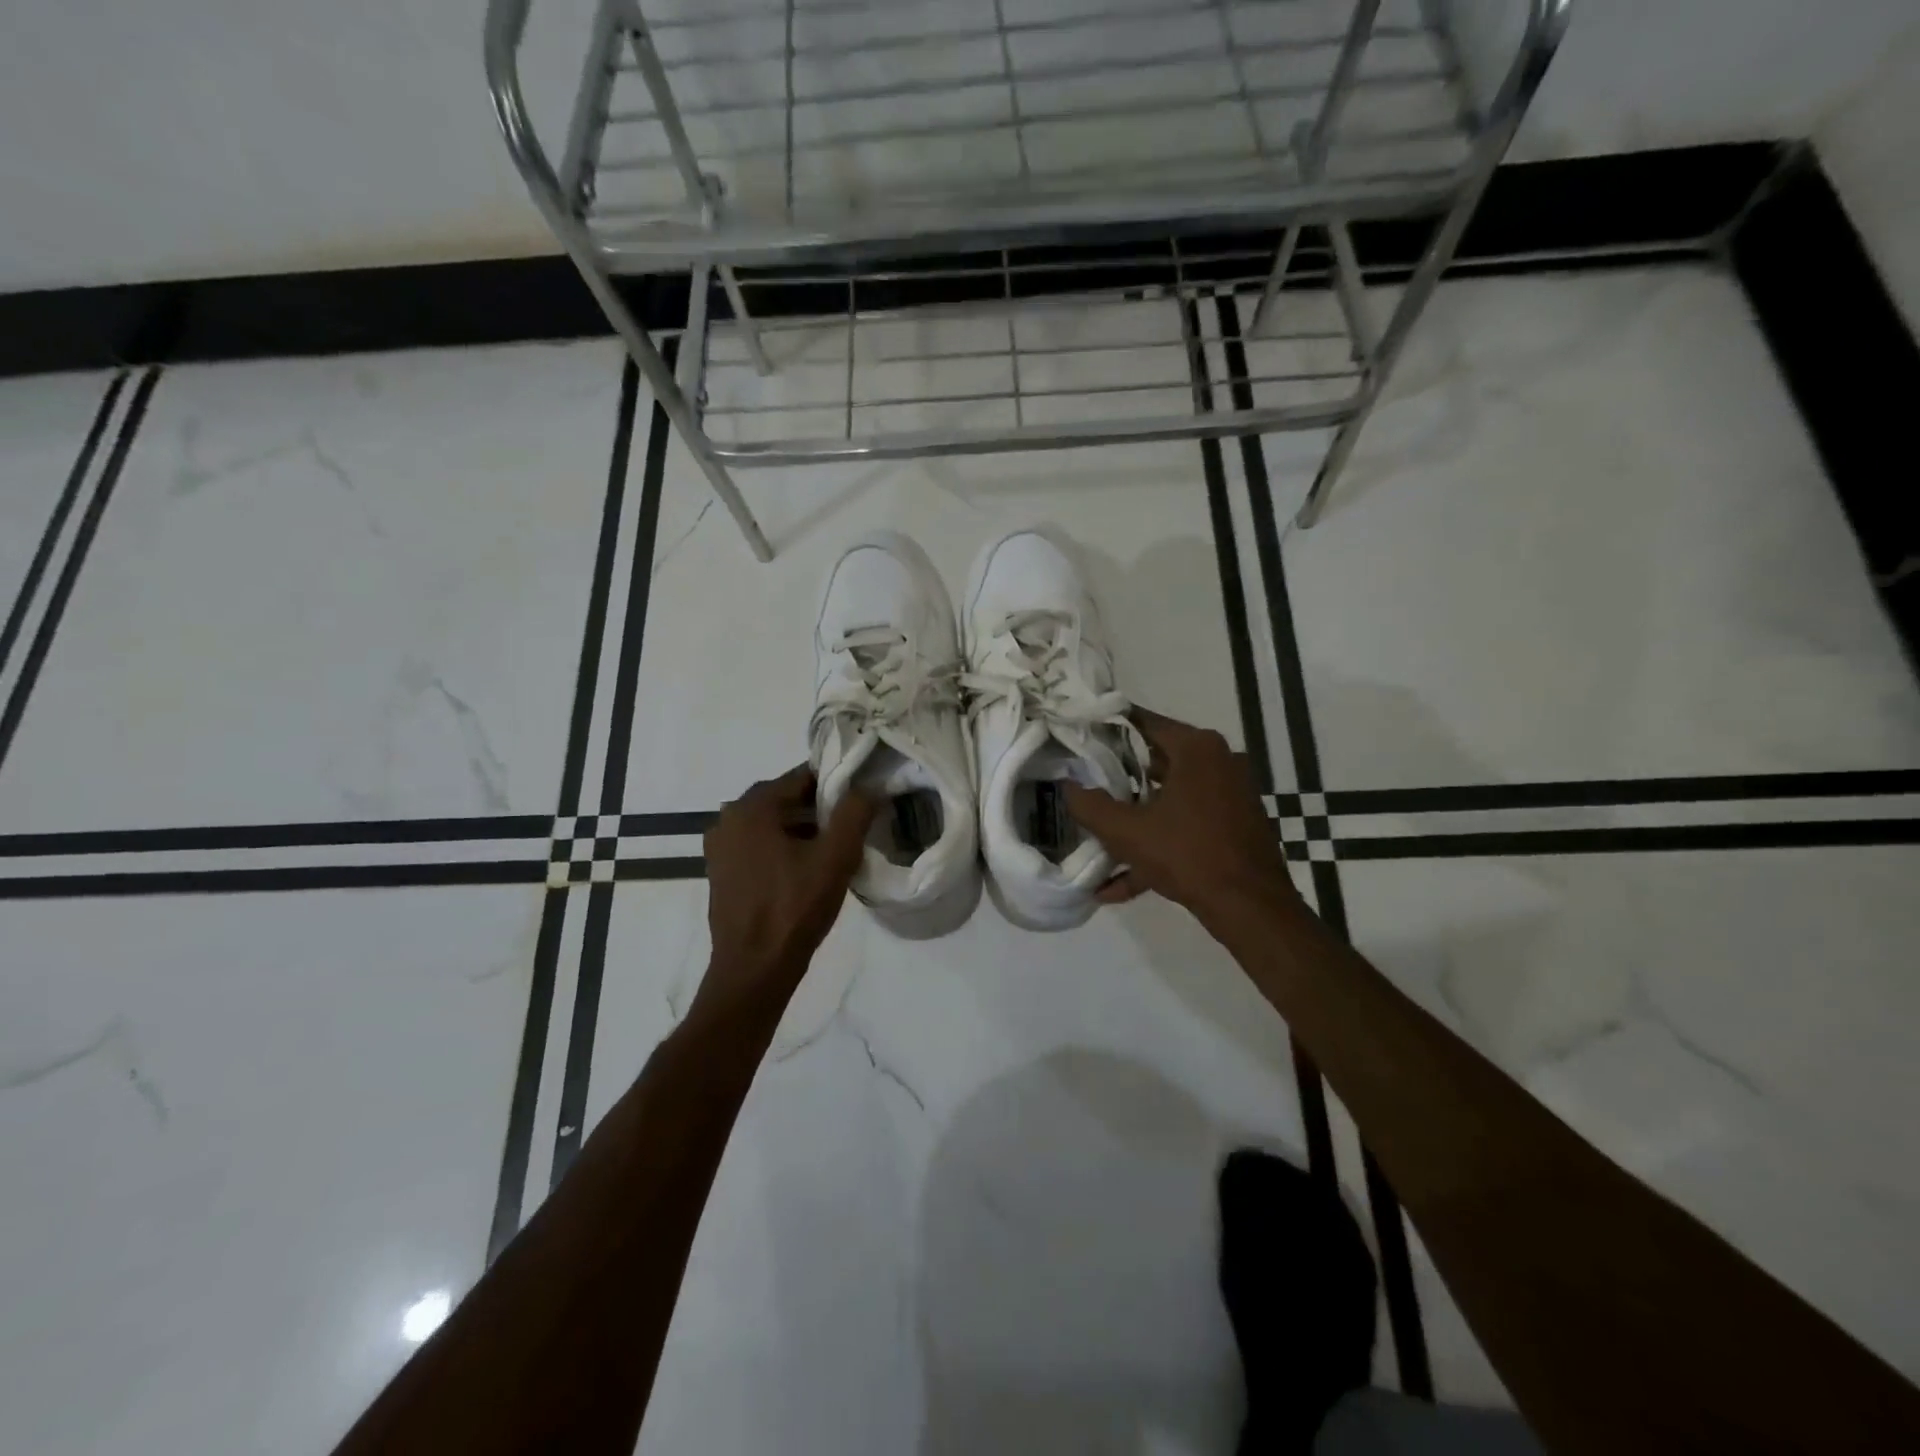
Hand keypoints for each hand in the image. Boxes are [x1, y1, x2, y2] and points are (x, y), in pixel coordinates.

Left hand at [701, 766, 876, 1009]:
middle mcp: (728, 819)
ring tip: (834, 851)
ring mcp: (720, 848)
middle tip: (852, 828)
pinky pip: (759, 847)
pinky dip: (783, 849)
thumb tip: (868, 786)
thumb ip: (854, 812)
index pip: (802, 777)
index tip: (861, 799)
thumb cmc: (794, 908)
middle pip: (786, 799)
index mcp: (751, 807)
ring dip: (803, 831)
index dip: (836, 784)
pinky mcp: (722, 873)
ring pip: (773, 824)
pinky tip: (807, 871)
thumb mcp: (835, 857)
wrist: (754, 970)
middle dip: (820, 809)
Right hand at [1064, 707, 1297, 924]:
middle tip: (1083, 784)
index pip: (1142, 723)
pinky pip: (1187, 824)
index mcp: (1196, 748)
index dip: (1106, 730)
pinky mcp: (1235, 824)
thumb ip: (1090, 806)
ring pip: (1170, 796)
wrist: (1251, 908)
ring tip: (1097, 835)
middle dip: (1117, 777)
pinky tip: (1119, 884)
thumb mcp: (1127, 832)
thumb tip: (1067, 787)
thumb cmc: (1187, 855)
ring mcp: (1231, 794)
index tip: (1078, 738)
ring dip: (1135, 818)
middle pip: (1155, 760)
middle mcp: (1219, 761)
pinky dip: (1158, 843)